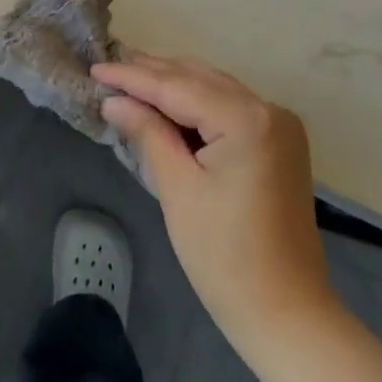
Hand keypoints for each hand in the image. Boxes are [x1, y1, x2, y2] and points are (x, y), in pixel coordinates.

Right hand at [96, 55, 335, 353]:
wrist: (286, 312)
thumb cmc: (224, 256)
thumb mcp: (178, 189)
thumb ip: (147, 133)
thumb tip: (114, 100)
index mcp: (246, 120)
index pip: (177, 87)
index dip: (133, 77)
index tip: (96, 69)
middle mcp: (269, 109)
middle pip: (199, 79)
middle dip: (153, 74)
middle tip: (109, 69)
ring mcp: (280, 124)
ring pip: (215, 88)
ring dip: (174, 85)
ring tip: (130, 79)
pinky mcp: (280, 141)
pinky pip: (230, 107)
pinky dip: (197, 103)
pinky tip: (168, 104)